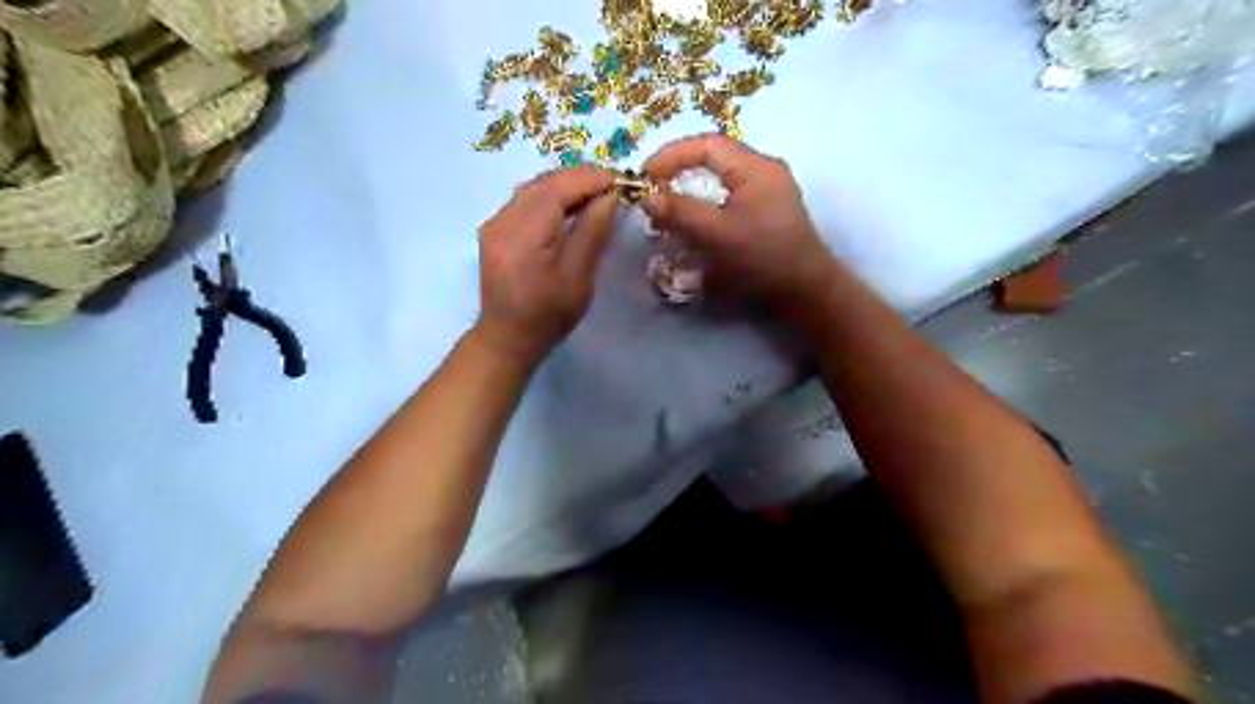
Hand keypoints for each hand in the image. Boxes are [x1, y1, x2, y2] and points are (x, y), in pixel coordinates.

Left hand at [474, 166, 619, 366]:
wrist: (508, 337)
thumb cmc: (549, 314)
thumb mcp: (578, 278)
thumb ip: (592, 232)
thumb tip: (609, 197)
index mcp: (523, 234)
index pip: (558, 188)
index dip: (590, 179)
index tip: (620, 180)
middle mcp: (503, 220)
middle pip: (544, 182)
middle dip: (579, 178)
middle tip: (612, 185)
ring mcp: (495, 223)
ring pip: (534, 188)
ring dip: (566, 185)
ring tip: (596, 194)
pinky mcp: (495, 230)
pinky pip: (525, 200)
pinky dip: (551, 197)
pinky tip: (569, 208)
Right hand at [641, 133, 836, 307]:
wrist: (806, 290)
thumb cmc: (763, 258)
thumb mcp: (717, 235)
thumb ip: (681, 213)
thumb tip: (647, 198)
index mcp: (756, 167)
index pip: (707, 145)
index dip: (671, 156)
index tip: (645, 176)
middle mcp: (765, 170)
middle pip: (715, 157)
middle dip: (680, 171)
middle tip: (655, 191)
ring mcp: (770, 189)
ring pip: (722, 177)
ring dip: (693, 188)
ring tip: (670, 207)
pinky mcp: (769, 210)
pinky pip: (731, 195)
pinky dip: (708, 202)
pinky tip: (696, 221)